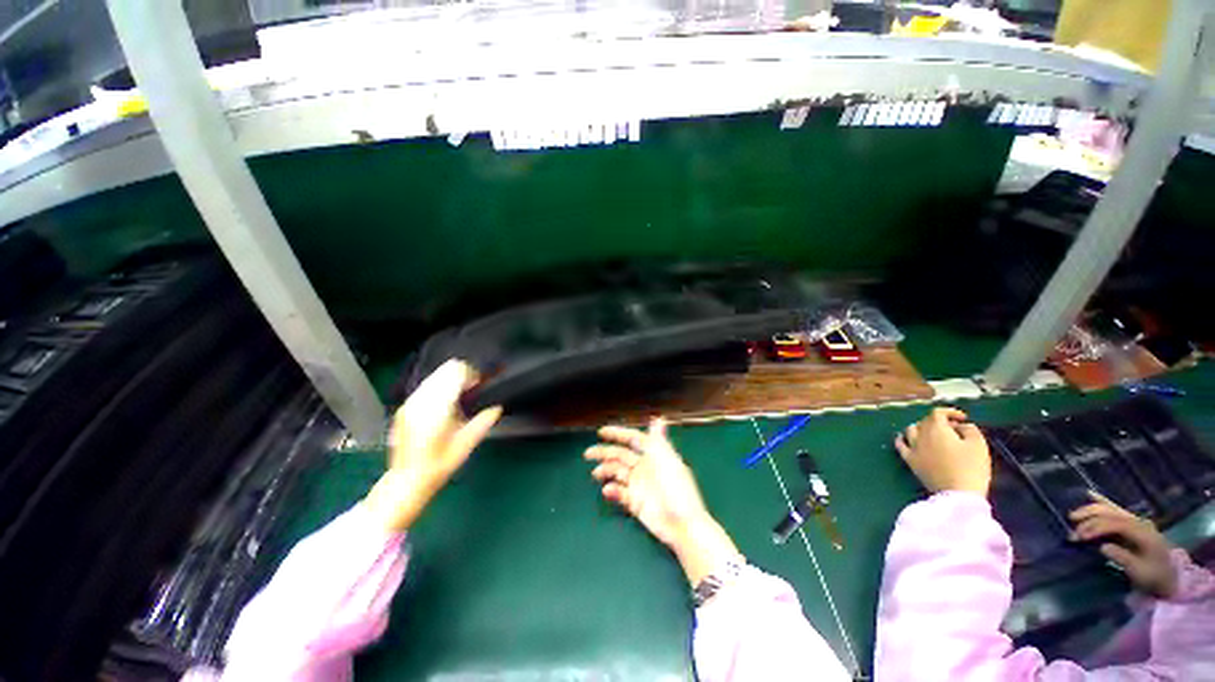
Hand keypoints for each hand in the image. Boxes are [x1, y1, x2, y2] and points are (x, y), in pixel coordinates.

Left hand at [364, 360, 501, 531]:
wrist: (406, 481)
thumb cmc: (439, 465)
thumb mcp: (466, 445)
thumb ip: (483, 422)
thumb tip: (497, 408)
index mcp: (437, 408)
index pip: (455, 373)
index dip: (472, 374)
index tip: (479, 385)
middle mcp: (420, 401)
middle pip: (445, 369)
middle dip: (462, 375)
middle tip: (472, 390)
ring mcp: (410, 403)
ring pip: (435, 375)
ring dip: (450, 380)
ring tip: (459, 398)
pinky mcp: (404, 407)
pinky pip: (426, 386)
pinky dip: (439, 387)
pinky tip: (444, 405)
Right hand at [585, 418, 739, 584]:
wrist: (682, 524)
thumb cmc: (676, 488)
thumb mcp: (667, 459)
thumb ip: (658, 439)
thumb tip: (659, 418)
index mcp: (653, 455)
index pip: (633, 439)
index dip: (618, 434)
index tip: (601, 432)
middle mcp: (645, 467)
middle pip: (621, 455)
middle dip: (604, 452)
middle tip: (588, 453)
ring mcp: (639, 485)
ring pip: (617, 472)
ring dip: (606, 471)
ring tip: (596, 473)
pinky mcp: (636, 502)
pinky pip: (620, 493)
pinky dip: (612, 490)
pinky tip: (608, 490)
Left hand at [894, 407, 990, 494]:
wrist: (957, 494)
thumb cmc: (971, 467)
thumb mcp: (979, 444)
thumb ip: (970, 430)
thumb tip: (961, 426)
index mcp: (936, 429)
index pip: (938, 412)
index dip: (950, 412)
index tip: (963, 418)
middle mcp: (920, 435)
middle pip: (926, 421)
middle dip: (940, 421)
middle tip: (955, 428)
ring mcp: (912, 448)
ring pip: (911, 429)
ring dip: (922, 428)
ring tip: (934, 433)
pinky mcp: (909, 460)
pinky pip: (900, 444)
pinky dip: (903, 438)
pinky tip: (907, 439)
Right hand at [1070, 492, 1176, 598]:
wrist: (1170, 576)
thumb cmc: (1154, 576)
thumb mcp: (1140, 572)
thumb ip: (1123, 558)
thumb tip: (1102, 547)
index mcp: (1142, 532)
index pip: (1114, 524)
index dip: (1095, 528)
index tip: (1079, 537)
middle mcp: (1138, 522)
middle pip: (1111, 512)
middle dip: (1089, 518)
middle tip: (1072, 529)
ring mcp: (1136, 521)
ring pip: (1110, 508)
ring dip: (1090, 511)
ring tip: (1073, 517)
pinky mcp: (1131, 523)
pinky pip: (1115, 508)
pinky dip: (1101, 501)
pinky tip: (1089, 494)